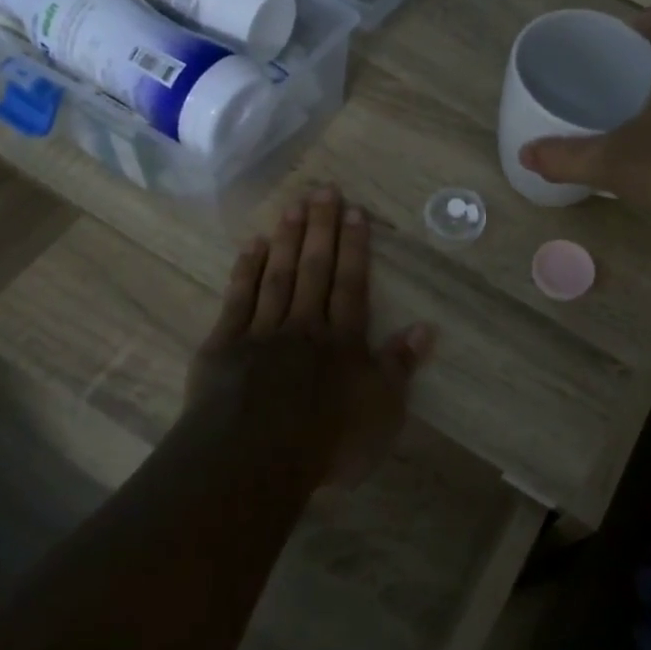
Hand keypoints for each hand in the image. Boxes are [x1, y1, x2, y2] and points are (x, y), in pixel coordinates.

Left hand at [184, 185, 433, 486]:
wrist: (253, 460)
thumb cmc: (327, 442)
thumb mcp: (381, 412)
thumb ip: (399, 367)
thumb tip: (425, 328)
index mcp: (342, 342)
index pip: (351, 284)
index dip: (355, 247)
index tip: (354, 211)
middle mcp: (304, 326)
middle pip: (315, 269)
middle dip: (321, 229)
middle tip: (324, 189)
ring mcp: (262, 333)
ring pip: (278, 276)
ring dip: (287, 240)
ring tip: (293, 206)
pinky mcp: (224, 346)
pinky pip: (238, 300)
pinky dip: (245, 271)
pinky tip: (252, 246)